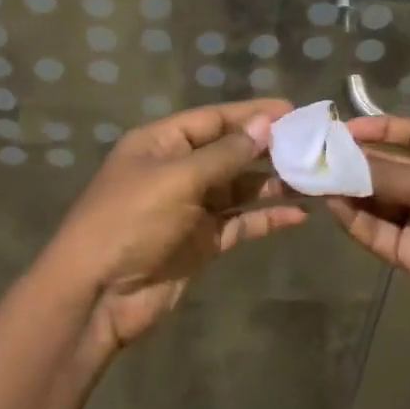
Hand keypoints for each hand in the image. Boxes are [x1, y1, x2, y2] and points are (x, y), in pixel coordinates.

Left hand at [43, 98, 305, 349]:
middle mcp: (177, 170)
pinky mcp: (201, 241)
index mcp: (161, 144)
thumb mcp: (177, 180)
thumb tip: (266, 124)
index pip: (214, 119)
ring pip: (240, 189)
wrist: (96, 297)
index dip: (252, 114)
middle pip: (230, 152)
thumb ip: (225, 154)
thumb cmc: (129, 222)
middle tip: (312, 145)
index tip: (294, 111)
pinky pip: (240, 223)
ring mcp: (190, 208)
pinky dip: (266, 218)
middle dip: (268, 149)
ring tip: (314, 179)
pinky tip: (298, 215)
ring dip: (273, 184)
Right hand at [326, 115, 409, 359]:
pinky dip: (357, 220)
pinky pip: (379, 231)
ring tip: (315, 178)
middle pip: (394, 167)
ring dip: (352, 190)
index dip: (384, 129)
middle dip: (359, 161)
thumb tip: (344, 162)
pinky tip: (333, 206)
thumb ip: (393, 176)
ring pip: (381, 200)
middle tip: (318, 154)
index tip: (346, 128)